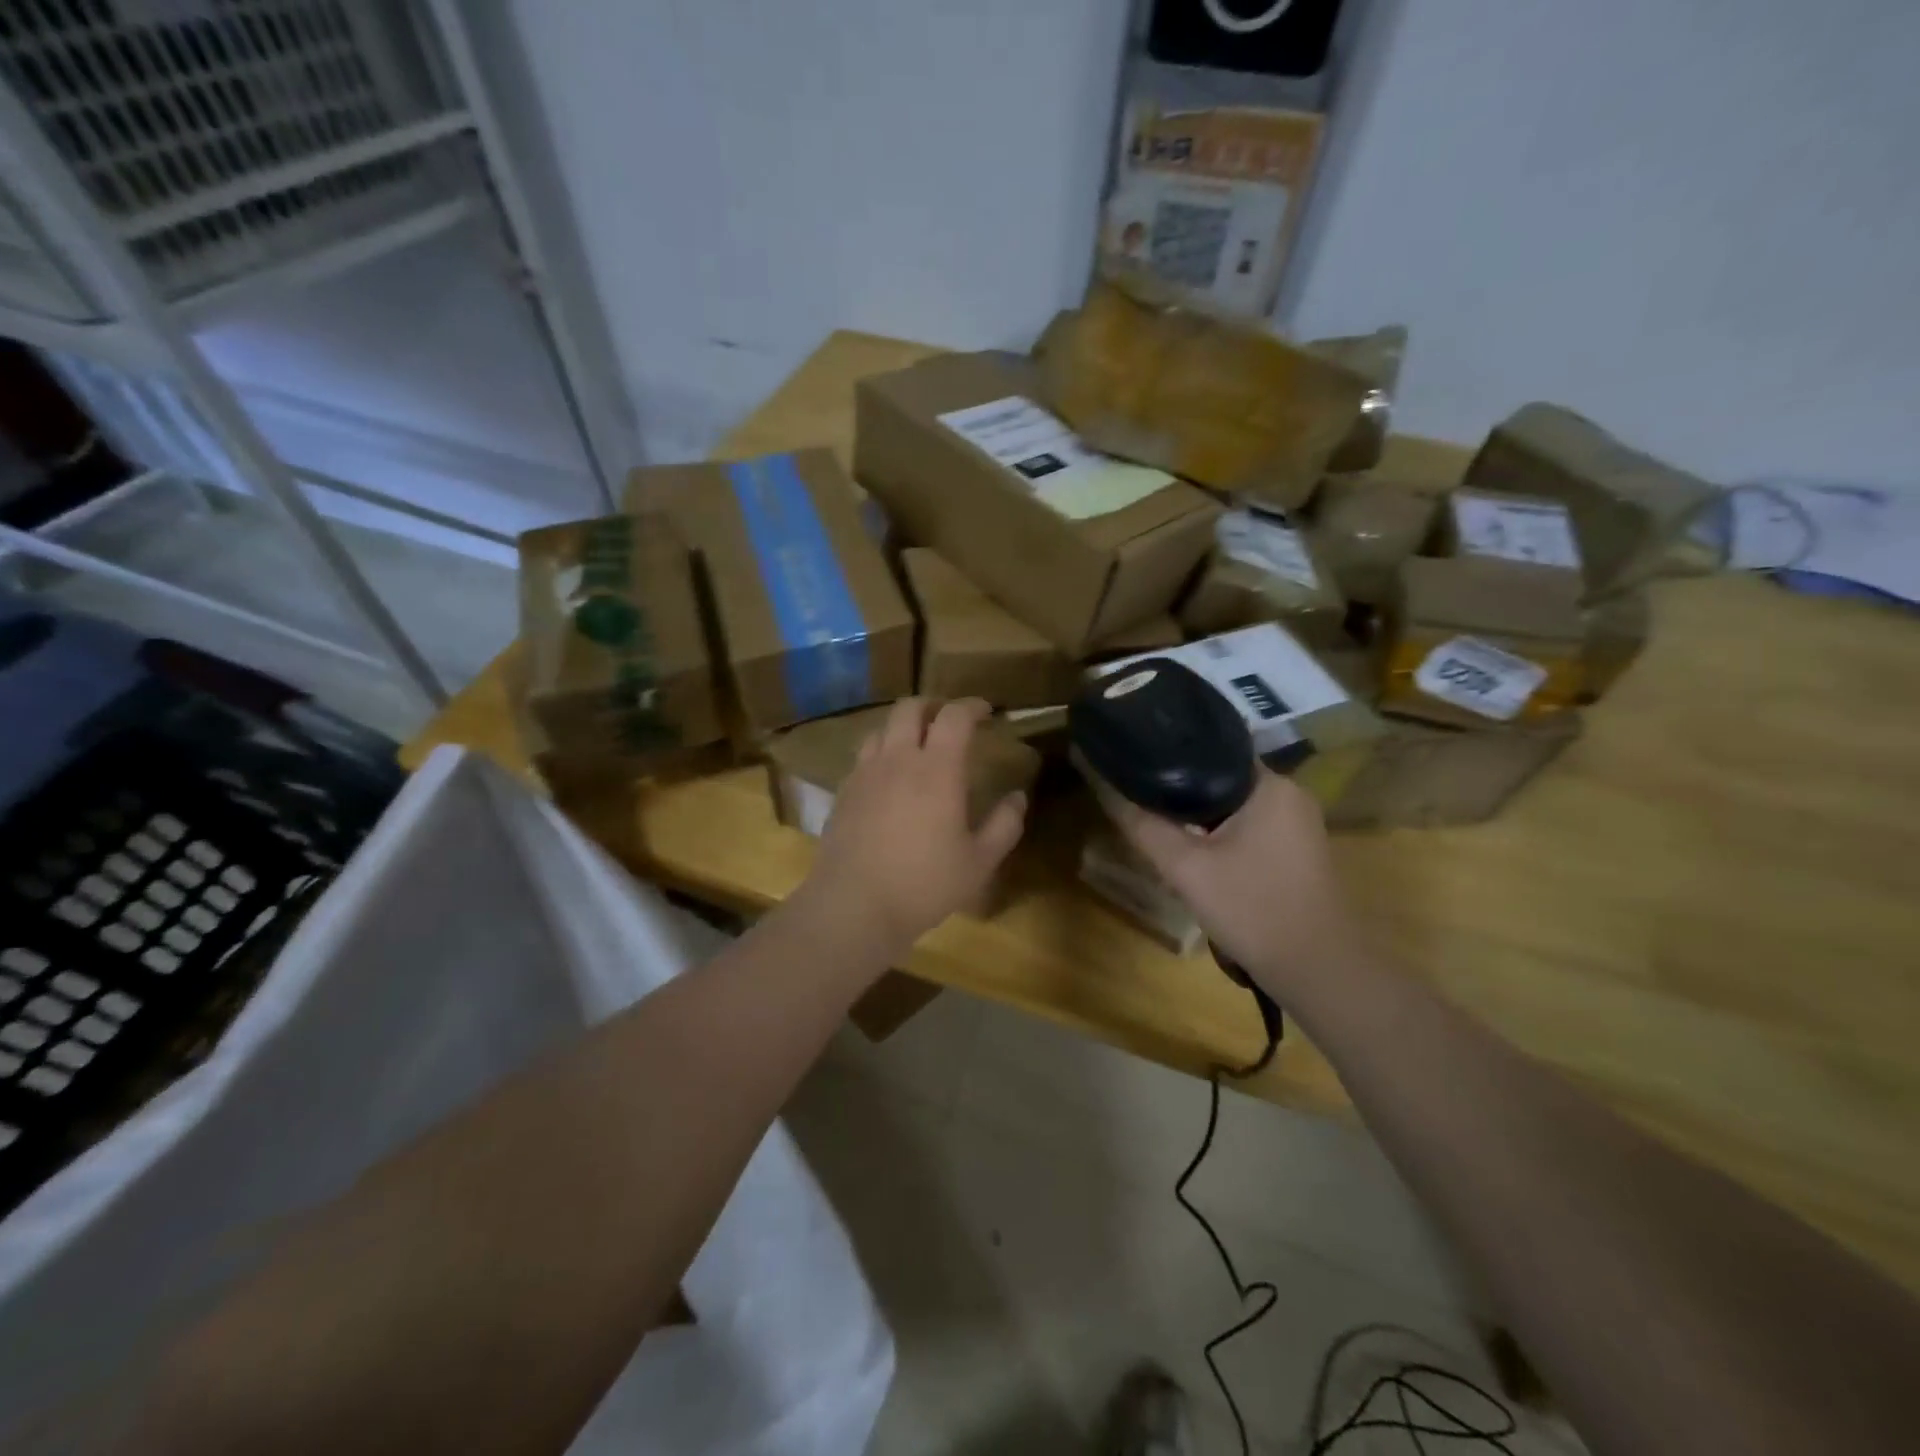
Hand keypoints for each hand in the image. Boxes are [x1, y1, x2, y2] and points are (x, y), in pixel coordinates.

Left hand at [801, 698, 1027, 959]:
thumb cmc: (924, 884)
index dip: (972, 706)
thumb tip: (1018, 797)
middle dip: (933, 705)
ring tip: (918, 746)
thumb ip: (1004, 825)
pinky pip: (864, 756)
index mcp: (937, 769)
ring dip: (904, 727)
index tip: (986, 711)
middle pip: (910, 708)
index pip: (954, 716)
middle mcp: (898, 759)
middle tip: (950, 721)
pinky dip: (882, 753)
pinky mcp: (844, 792)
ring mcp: (865, 773)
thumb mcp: (979, 862)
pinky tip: (889, 779)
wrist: (854, 905)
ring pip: (882, 728)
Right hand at [1102, 768, 1359, 994]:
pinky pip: (1248, 829)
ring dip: (1199, 819)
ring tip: (1160, 827)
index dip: (1171, 757)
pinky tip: (1196, 856)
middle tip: (1141, 803)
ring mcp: (1298, 825)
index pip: (1212, 751)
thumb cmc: (1253, 909)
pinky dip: (1220, 836)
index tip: (1137, 766)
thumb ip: (1144, 826)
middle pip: (1220, 780)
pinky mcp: (1298, 851)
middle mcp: (1290, 795)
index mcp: (1270, 785)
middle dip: (1181, 795)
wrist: (1317, 971)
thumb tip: (1106, 789)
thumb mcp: (1187, 868)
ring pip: (1233, 808)